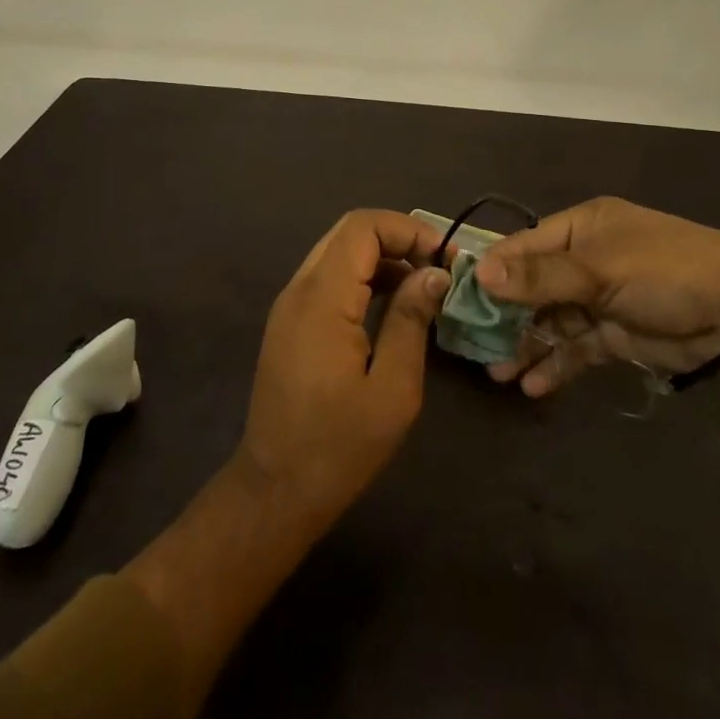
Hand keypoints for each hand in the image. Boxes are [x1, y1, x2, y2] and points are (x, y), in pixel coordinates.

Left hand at [238, 209, 451, 530]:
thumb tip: (434, 273)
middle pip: (349, 232)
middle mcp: (299, 288)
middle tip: (438, 266)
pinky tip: (392, 305)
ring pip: (338, 252)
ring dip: (382, 257)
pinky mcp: (290, 321)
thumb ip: (411, 320)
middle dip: (398, 238)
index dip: (407, 228)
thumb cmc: (339, 446)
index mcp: (322, 299)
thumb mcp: (392, 389)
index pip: (362, 227)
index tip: (445, 256)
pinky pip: (329, 277)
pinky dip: (363, 277)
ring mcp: (290, 304)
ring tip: (423, 285)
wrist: (275, 491)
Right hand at [478, 196, 719, 396]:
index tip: (458, 298)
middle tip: (472, 345)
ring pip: (551, 321)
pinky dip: (556, 365)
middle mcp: (585, 260)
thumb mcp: (600, 269)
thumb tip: (480, 273)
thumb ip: (541, 277)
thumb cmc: (665, 271)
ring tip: (497, 372)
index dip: (492, 271)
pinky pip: (576, 348)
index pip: (523, 247)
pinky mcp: (616, 334)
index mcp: (581, 228)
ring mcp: (600, 298)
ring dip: (526, 344)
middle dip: (505, 315)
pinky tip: (532, 386)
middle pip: (533, 286)